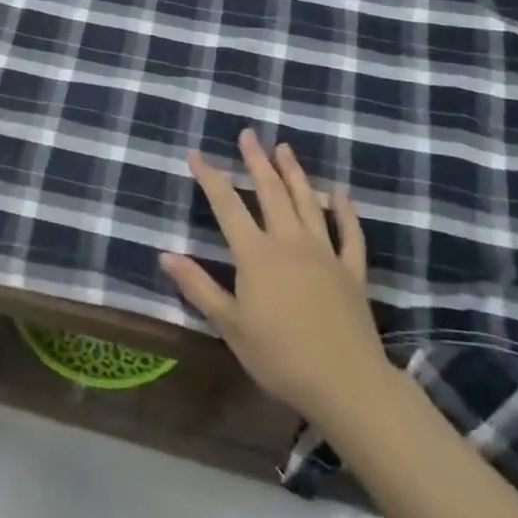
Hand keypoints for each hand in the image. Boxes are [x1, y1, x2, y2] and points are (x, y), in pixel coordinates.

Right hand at [160, 130, 392, 422]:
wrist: (346, 383)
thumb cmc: (279, 356)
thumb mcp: (230, 325)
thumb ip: (198, 287)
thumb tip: (165, 255)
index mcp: (256, 254)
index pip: (227, 205)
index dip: (210, 177)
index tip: (195, 154)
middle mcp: (289, 242)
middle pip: (270, 192)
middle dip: (256, 161)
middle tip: (248, 134)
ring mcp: (325, 253)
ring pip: (307, 202)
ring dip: (295, 173)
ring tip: (284, 148)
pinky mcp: (351, 271)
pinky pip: (350, 233)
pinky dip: (345, 212)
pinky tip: (340, 194)